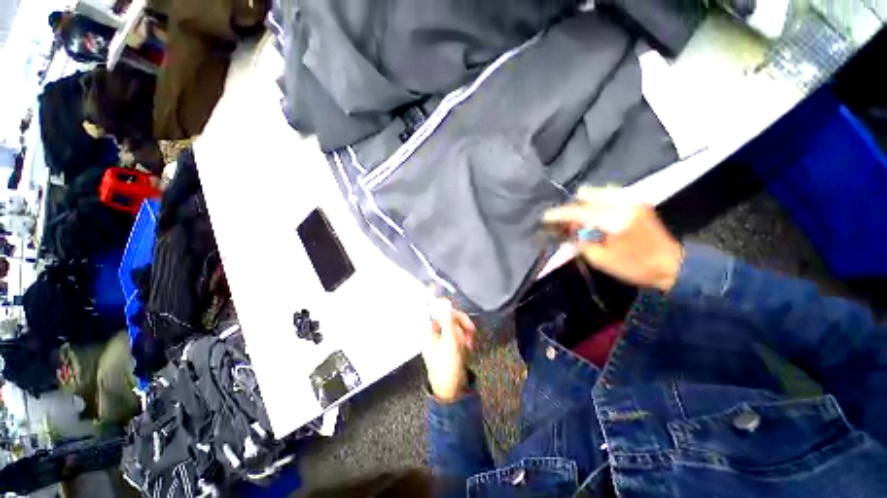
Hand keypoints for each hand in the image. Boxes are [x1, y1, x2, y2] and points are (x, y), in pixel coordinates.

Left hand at [422, 299, 475, 402]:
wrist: (452, 391)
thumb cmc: (447, 367)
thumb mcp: (449, 342)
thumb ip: (447, 321)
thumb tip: (444, 303)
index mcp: (429, 331)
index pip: (438, 311)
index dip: (450, 311)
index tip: (462, 317)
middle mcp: (433, 333)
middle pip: (448, 318)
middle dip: (461, 325)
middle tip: (471, 332)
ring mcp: (441, 340)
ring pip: (455, 326)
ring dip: (464, 333)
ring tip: (468, 345)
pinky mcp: (449, 345)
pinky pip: (458, 335)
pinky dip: (464, 339)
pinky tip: (468, 348)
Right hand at [543, 187, 682, 291]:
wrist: (672, 264)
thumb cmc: (635, 267)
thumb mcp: (601, 259)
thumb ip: (582, 241)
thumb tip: (571, 229)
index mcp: (614, 221)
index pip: (578, 212)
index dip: (559, 214)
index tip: (545, 217)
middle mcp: (623, 204)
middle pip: (587, 198)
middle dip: (573, 209)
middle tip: (567, 223)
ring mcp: (632, 200)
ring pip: (598, 193)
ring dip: (584, 204)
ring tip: (580, 219)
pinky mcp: (637, 201)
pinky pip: (610, 194)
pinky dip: (597, 201)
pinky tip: (594, 213)